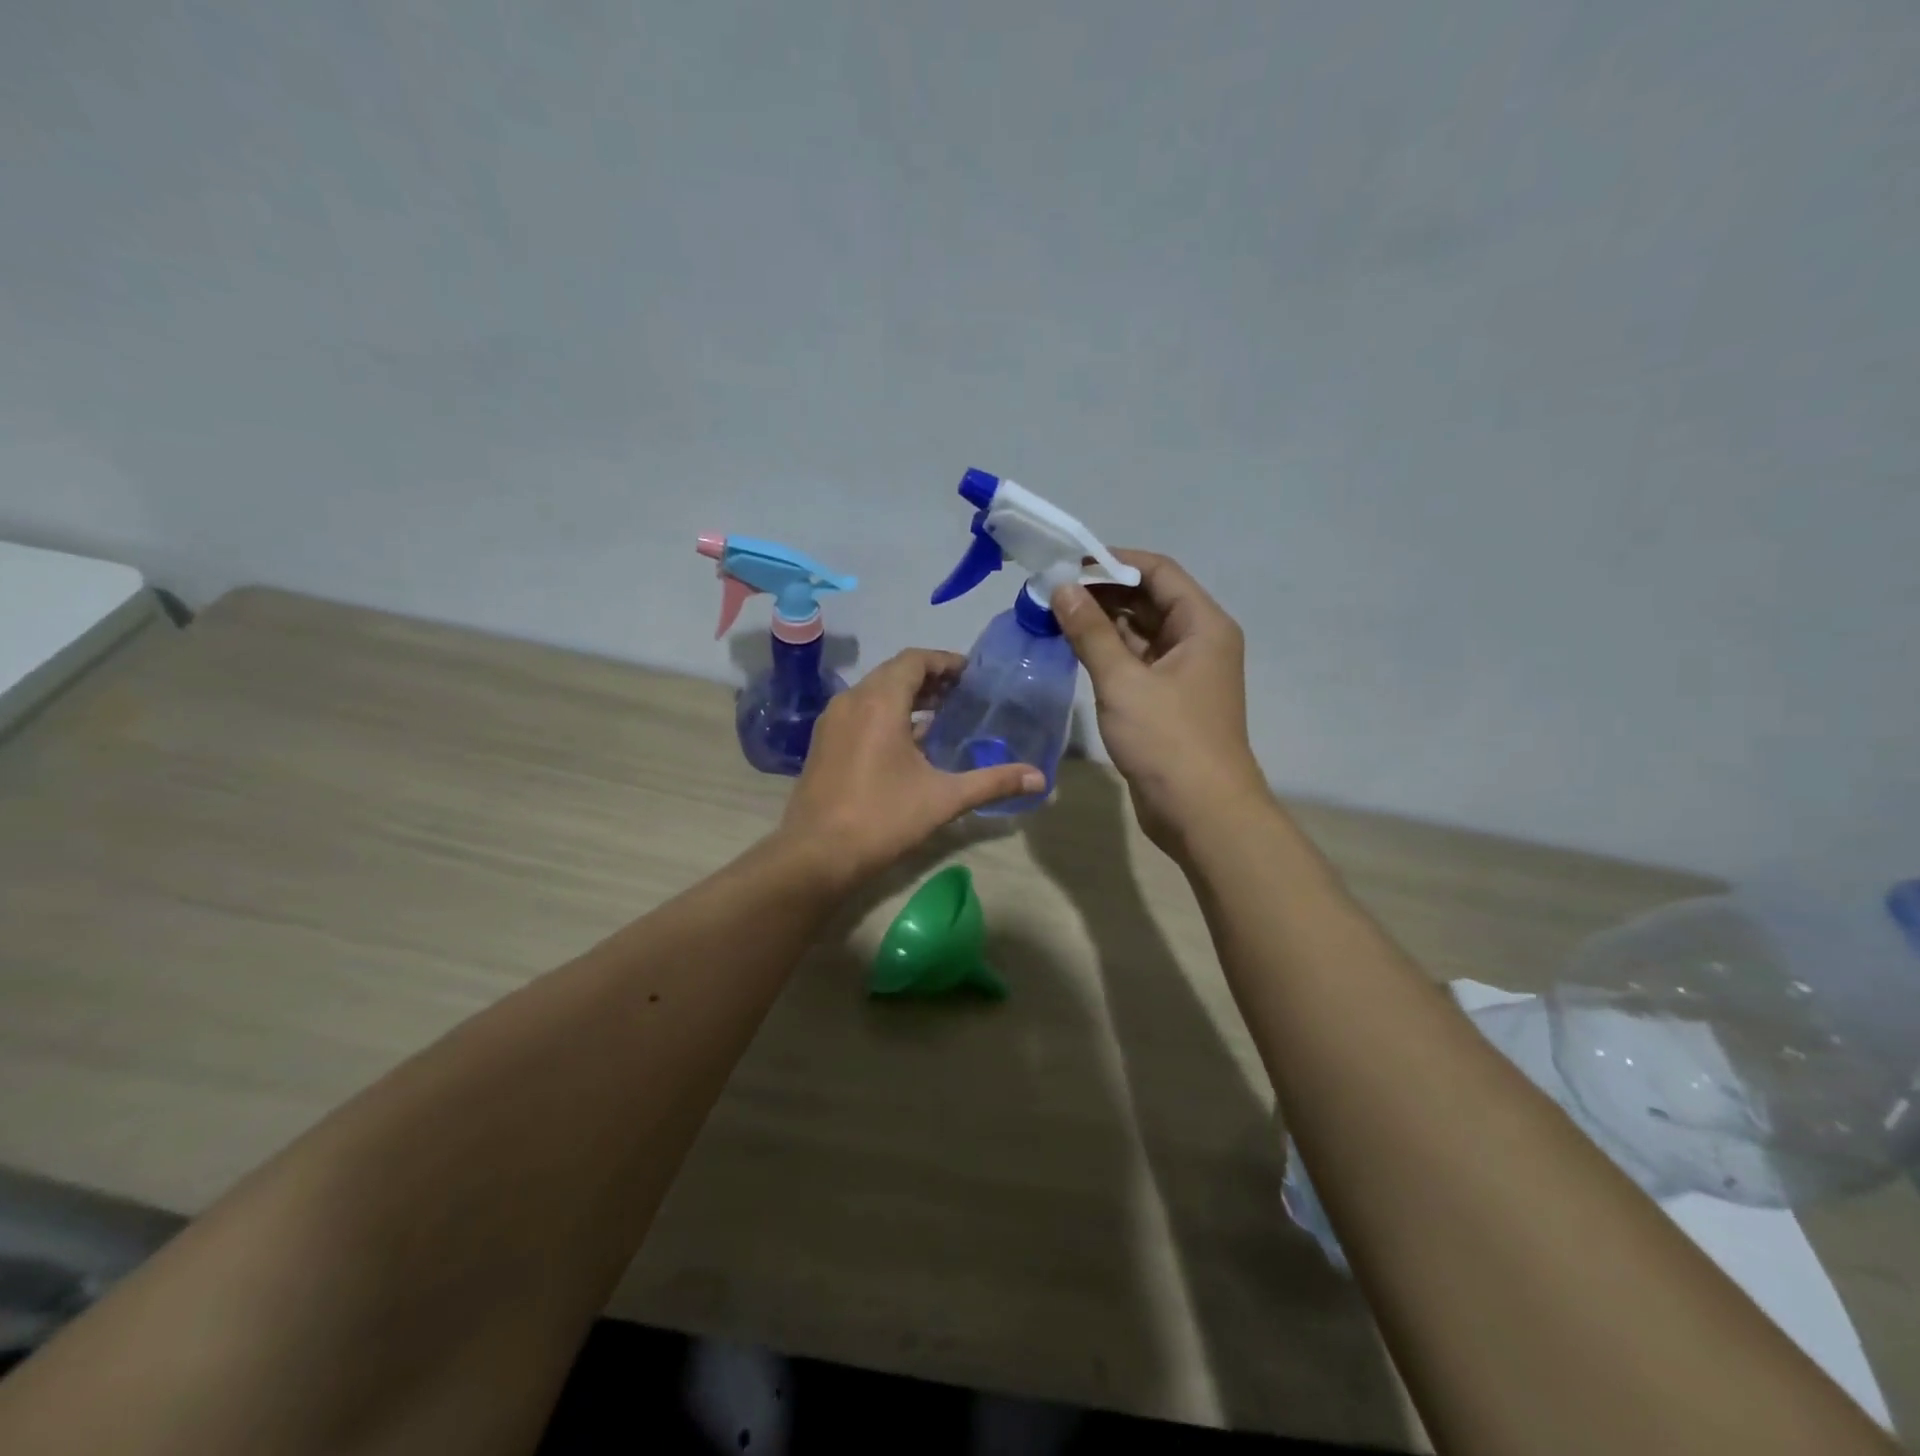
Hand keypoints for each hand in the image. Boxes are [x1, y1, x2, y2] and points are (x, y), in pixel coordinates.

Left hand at [779, 649, 1043, 888]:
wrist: (816, 855)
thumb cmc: (882, 818)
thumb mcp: (944, 798)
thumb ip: (993, 782)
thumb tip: (1041, 779)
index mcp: (880, 701)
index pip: (915, 660)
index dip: (945, 661)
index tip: (972, 675)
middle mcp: (852, 701)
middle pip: (894, 672)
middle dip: (929, 678)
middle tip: (963, 694)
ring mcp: (832, 721)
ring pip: (874, 692)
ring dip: (906, 696)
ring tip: (941, 714)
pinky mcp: (823, 742)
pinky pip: (859, 712)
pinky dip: (886, 713)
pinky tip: (907, 742)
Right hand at [1052, 551, 1269, 857]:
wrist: (1201, 813)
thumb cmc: (1168, 740)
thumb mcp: (1123, 681)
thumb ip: (1091, 632)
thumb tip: (1062, 589)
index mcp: (1202, 625)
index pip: (1158, 571)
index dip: (1113, 561)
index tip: (1067, 564)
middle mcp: (1198, 641)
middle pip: (1149, 599)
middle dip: (1102, 592)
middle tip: (1051, 592)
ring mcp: (1184, 673)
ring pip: (1140, 632)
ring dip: (1101, 622)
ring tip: (1054, 615)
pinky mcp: (1167, 700)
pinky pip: (1136, 662)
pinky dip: (1108, 652)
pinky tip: (1073, 648)